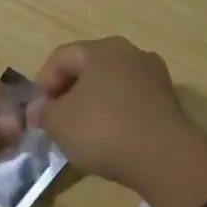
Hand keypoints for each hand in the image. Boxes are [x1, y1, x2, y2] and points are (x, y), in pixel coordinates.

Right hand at [34, 37, 197, 185]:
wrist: (164, 157)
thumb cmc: (103, 130)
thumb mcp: (58, 122)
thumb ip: (43, 112)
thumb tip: (39, 110)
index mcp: (102, 49)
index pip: (61, 57)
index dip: (43, 82)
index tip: (37, 112)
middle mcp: (131, 54)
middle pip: (89, 68)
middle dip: (69, 92)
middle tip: (56, 120)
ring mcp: (154, 77)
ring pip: (112, 85)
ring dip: (94, 104)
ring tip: (82, 132)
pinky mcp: (169, 102)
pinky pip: (131, 103)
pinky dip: (116, 115)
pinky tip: (109, 138)